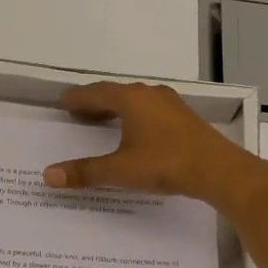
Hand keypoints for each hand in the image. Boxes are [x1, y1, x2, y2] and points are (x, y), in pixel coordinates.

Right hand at [43, 82, 267, 211]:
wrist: (219, 170)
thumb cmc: (165, 164)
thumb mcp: (120, 170)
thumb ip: (85, 172)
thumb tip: (48, 175)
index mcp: (131, 99)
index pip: (95, 93)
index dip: (77, 98)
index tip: (62, 102)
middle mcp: (149, 94)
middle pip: (115, 93)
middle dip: (95, 102)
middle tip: (77, 112)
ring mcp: (170, 104)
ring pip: (135, 100)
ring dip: (116, 108)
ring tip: (102, 121)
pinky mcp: (184, 117)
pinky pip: (150, 109)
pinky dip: (134, 116)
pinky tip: (135, 131)